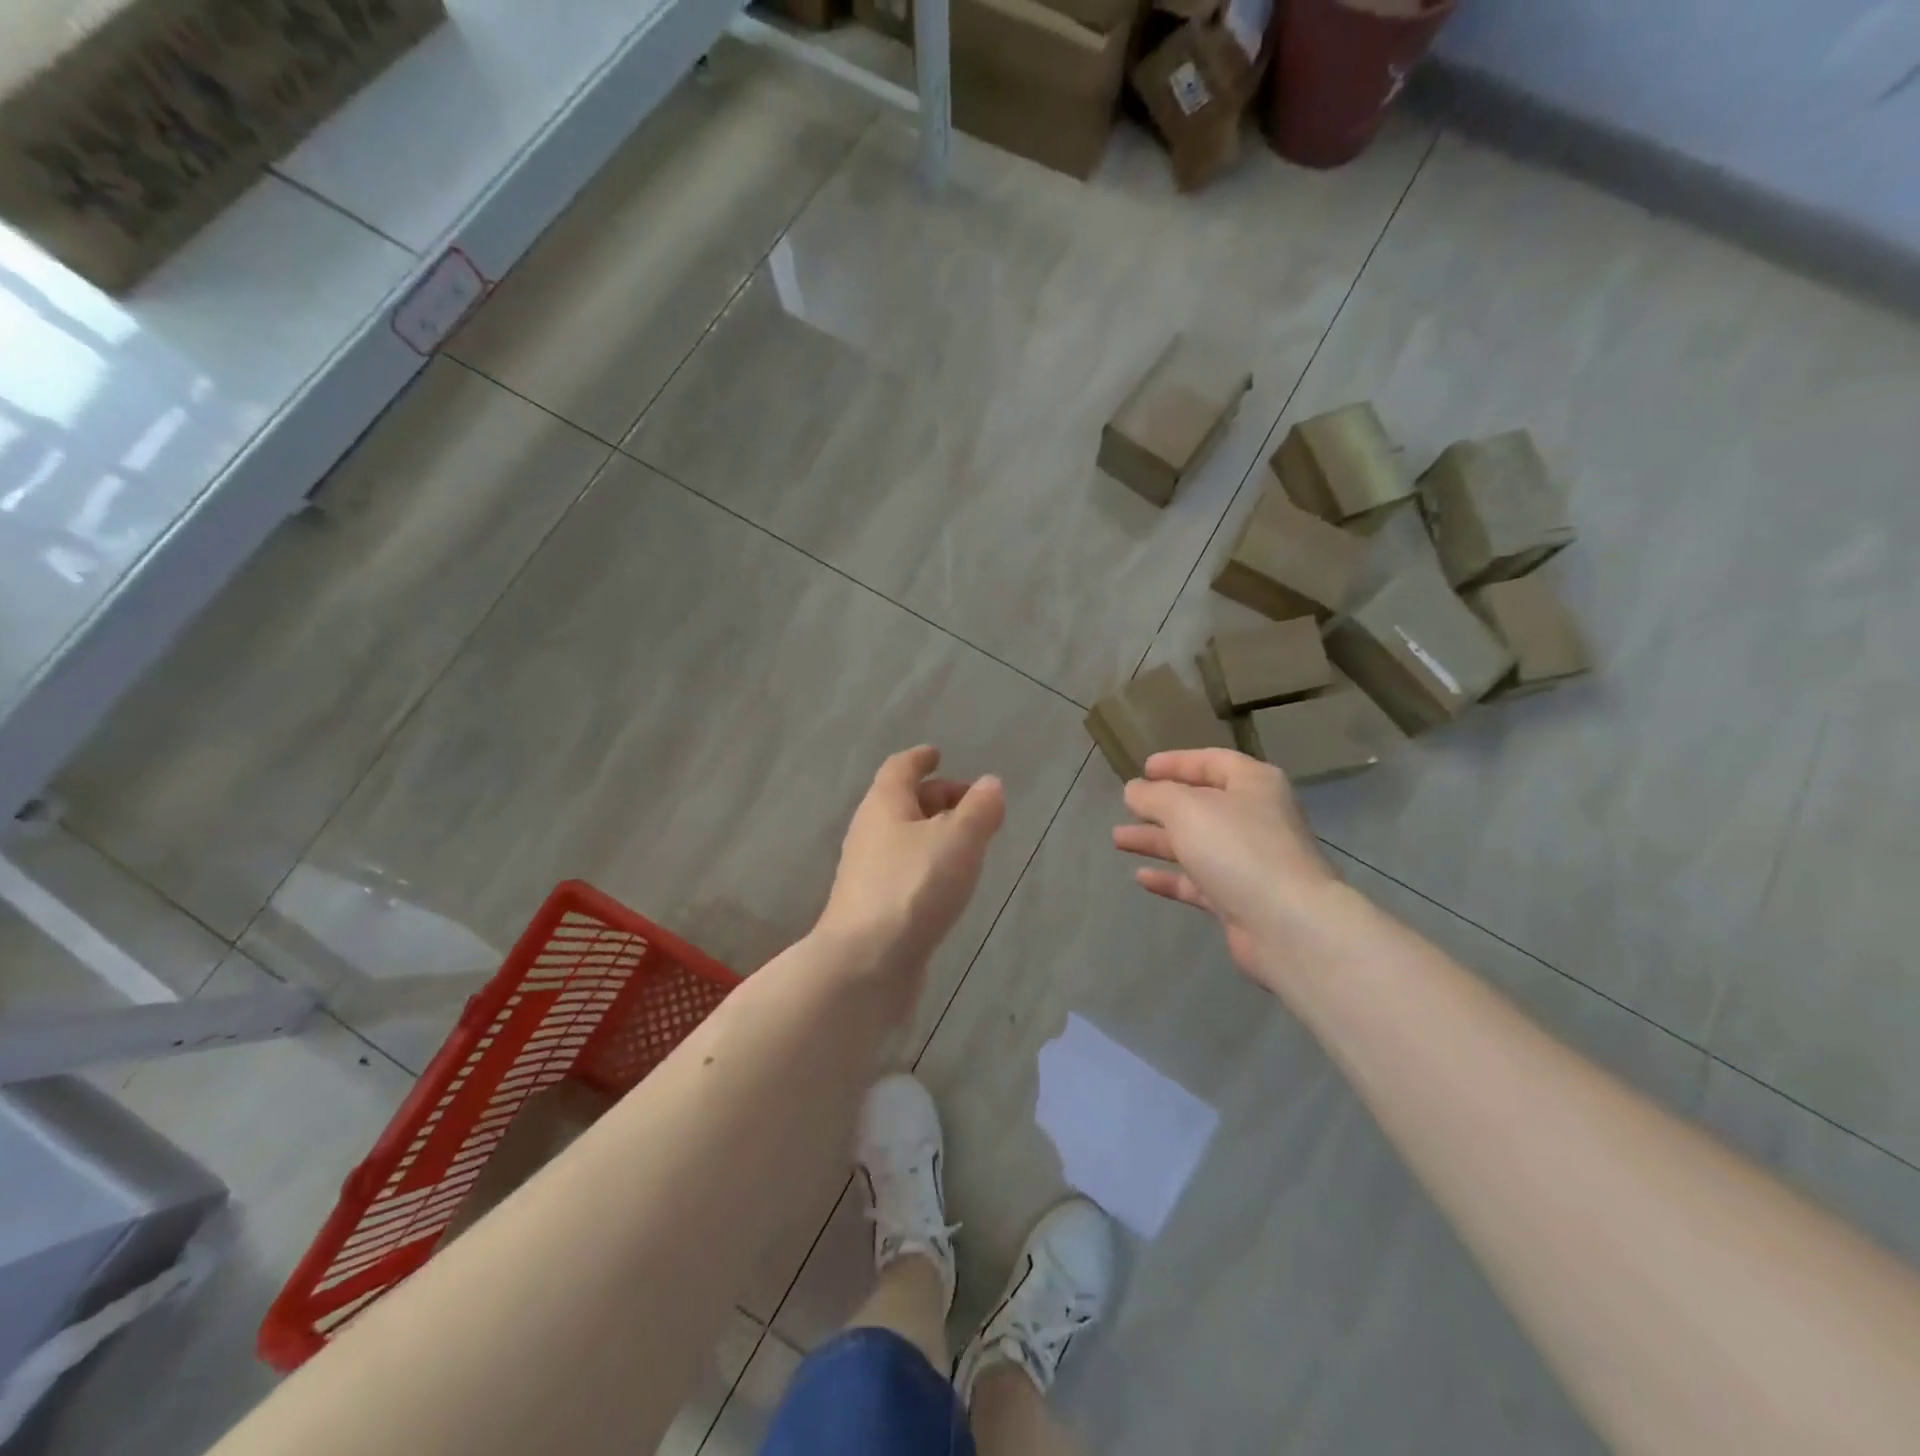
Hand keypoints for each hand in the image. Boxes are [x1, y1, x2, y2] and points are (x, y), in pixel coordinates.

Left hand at [815, 746, 1006, 993]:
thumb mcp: (958, 841)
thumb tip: (990, 784)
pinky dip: (928, 863)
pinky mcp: (874, 907)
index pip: (900, 769)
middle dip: (936, 797)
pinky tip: (948, 882)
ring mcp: (868, 873)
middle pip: (902, 803)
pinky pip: (905, 870)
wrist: (865, 965)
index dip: (920, 759)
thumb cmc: (913, 888)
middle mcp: (870, 833)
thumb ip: (980, 810)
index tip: (938, 754)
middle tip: (973, 803)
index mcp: (884, 806)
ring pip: (904, 838)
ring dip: (934, 833)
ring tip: (969, 842)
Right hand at [1112, 748, 1341, 986]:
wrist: (1287, 924)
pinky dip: (1171, 876)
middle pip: (1201, 805)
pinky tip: (1141, 877)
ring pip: (1196, 844)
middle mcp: (1255, 818)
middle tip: (1126, 807)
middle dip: (1160, 806)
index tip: (1143, 769)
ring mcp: (1249, 861)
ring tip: (1118, 839)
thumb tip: (1135, 790)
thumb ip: (1155, 796)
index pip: (1212, 762)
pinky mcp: (1240, 899)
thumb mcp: (1186, 809)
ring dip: (1157, 840)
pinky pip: (1198, 881)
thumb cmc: (1238, 848)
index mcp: (1253, 785)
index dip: (1177, 762)